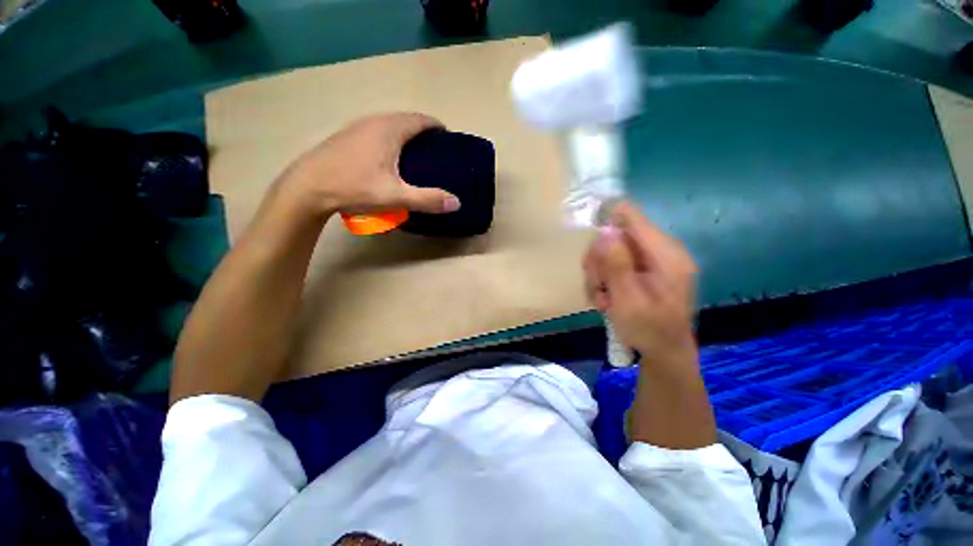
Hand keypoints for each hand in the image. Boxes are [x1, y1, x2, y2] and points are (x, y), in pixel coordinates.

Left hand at [278, 112, 460, 217]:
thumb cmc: (354, 187)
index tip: (448, 140)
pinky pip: (377, 131)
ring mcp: (357, 127)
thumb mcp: (396, 196)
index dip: (437, 127)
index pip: (421, 120)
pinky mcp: (346, 137)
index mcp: (389, 129)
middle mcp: (374, 121)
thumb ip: (428, 199)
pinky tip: (389, 158)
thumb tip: (457, 203)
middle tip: (436, 151)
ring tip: (416, 155)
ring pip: (390, 125)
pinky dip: (390, 139)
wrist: (307, 188)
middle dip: (423, 131)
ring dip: (406, 135)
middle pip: (406, 120)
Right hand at [583, 201, 697, 369]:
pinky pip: (613, 264)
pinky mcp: (642, 270)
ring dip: (599, 275)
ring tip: (603, 299)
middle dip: (599, 261)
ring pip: (609, 252)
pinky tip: (607, 299)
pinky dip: (604, 281)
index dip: (605, 220)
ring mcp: (650, 261)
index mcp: (665, 254)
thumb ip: (616, 264)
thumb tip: (604, 231)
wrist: (664, 354)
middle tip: (597, 286)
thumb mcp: (628, 299)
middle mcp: (659, 251)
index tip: (588, 242)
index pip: (631, 217)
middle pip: (614, 236)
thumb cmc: (649, 329)